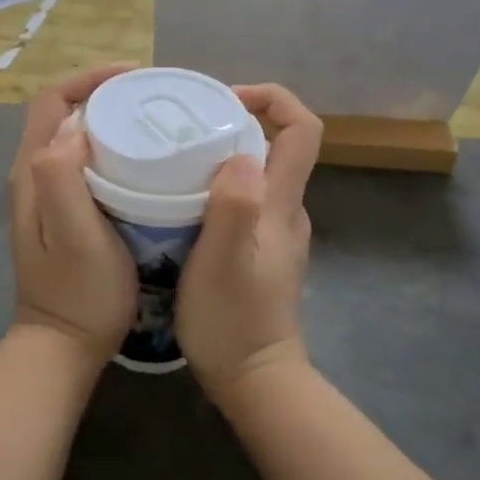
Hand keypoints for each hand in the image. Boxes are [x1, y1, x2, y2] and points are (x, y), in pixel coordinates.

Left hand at [9, 65, 138, 368]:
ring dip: (108, 119)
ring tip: (152, 119)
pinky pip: (84, 163)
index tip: (134, 77)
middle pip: (62, 114)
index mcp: (33, 173)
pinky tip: (142, 160)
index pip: (53, 101)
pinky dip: (110, 148)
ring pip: (73, 137)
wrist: (63, 347)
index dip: (90, 79)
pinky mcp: (64, 213)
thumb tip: (75, 129)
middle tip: (151, 97)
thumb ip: (63, 180)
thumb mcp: (75, 237)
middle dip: (103, 94)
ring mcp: (46, 196)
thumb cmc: (80, 295)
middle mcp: (33, 176)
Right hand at [176, 85, 321, 401]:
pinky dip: (220, 186)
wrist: (257, 381)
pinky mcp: (262, 251)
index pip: (303, 129)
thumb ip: (234, 205)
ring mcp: (277, 232)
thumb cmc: (233, 321)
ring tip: (176, 159)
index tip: (225, 99)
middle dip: (237, 122)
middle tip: (184, 127)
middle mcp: (287, 211)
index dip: (272, 98)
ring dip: (224, 155)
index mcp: (283, 204)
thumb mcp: (222, 262)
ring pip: (259, 173)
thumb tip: (240, 152)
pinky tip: (183, 200)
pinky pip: (247, 200)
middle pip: (279, 145)